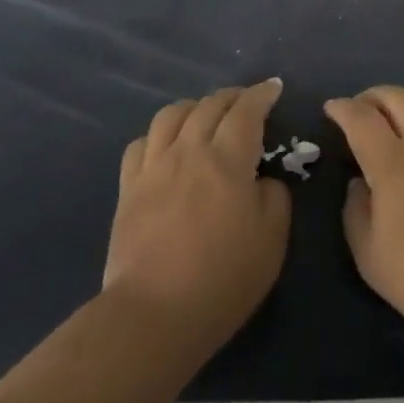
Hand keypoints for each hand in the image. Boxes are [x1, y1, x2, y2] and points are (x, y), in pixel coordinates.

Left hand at [103, 78, 290, 358]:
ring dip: (194, 106)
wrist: (154, 315)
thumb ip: (275, 197)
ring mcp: (154, 167)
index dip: (262, 94)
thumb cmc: (223, 279)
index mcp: (228, 159)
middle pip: (210, 105)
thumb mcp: (272, 240)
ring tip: (205, 114)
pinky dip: (159, 134)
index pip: (247, 110)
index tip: (273, 87)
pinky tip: (166, 145)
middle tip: (246, 101)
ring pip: (172, 115)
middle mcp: (189, 150)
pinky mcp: (128, 188)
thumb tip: (263, 179)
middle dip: (232, 96)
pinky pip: (141, 144)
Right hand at [325, 86, 403, 400]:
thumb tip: (360, 183)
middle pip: (397, 96)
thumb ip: (355, 209)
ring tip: (388, 127)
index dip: (342, 108)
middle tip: (358, 111)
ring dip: (400, 107)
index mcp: (393, 163)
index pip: (361, 117)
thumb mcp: (368, 254)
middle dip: (372, 96)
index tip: (330, 109)